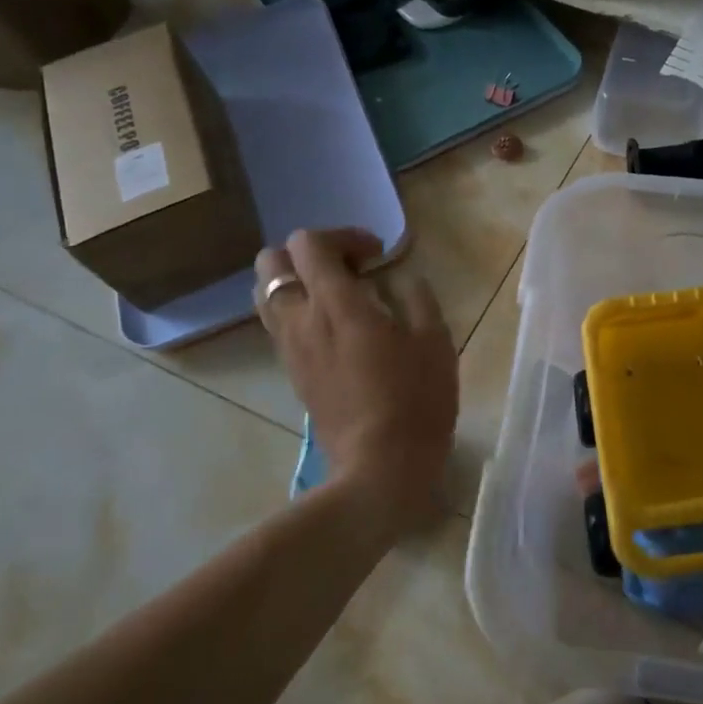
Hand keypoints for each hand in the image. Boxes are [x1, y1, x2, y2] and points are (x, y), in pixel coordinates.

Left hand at [256, 229, 457, 524]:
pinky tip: (338, 331)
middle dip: (308, 254)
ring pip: (268, 295)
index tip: (377, 254)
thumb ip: (417, 299)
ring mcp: (290, 349)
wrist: (380, 467)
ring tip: (340, 298)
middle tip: (350, 269)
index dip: (342, 236)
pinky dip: (300, 312)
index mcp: (336, 304)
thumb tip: (404, 282)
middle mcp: (301, 320)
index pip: (309, 243)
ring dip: (298, 283)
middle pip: (271, 263)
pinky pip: (280, 325)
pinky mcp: (291, 373)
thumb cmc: (416, 401)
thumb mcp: (435, 342)